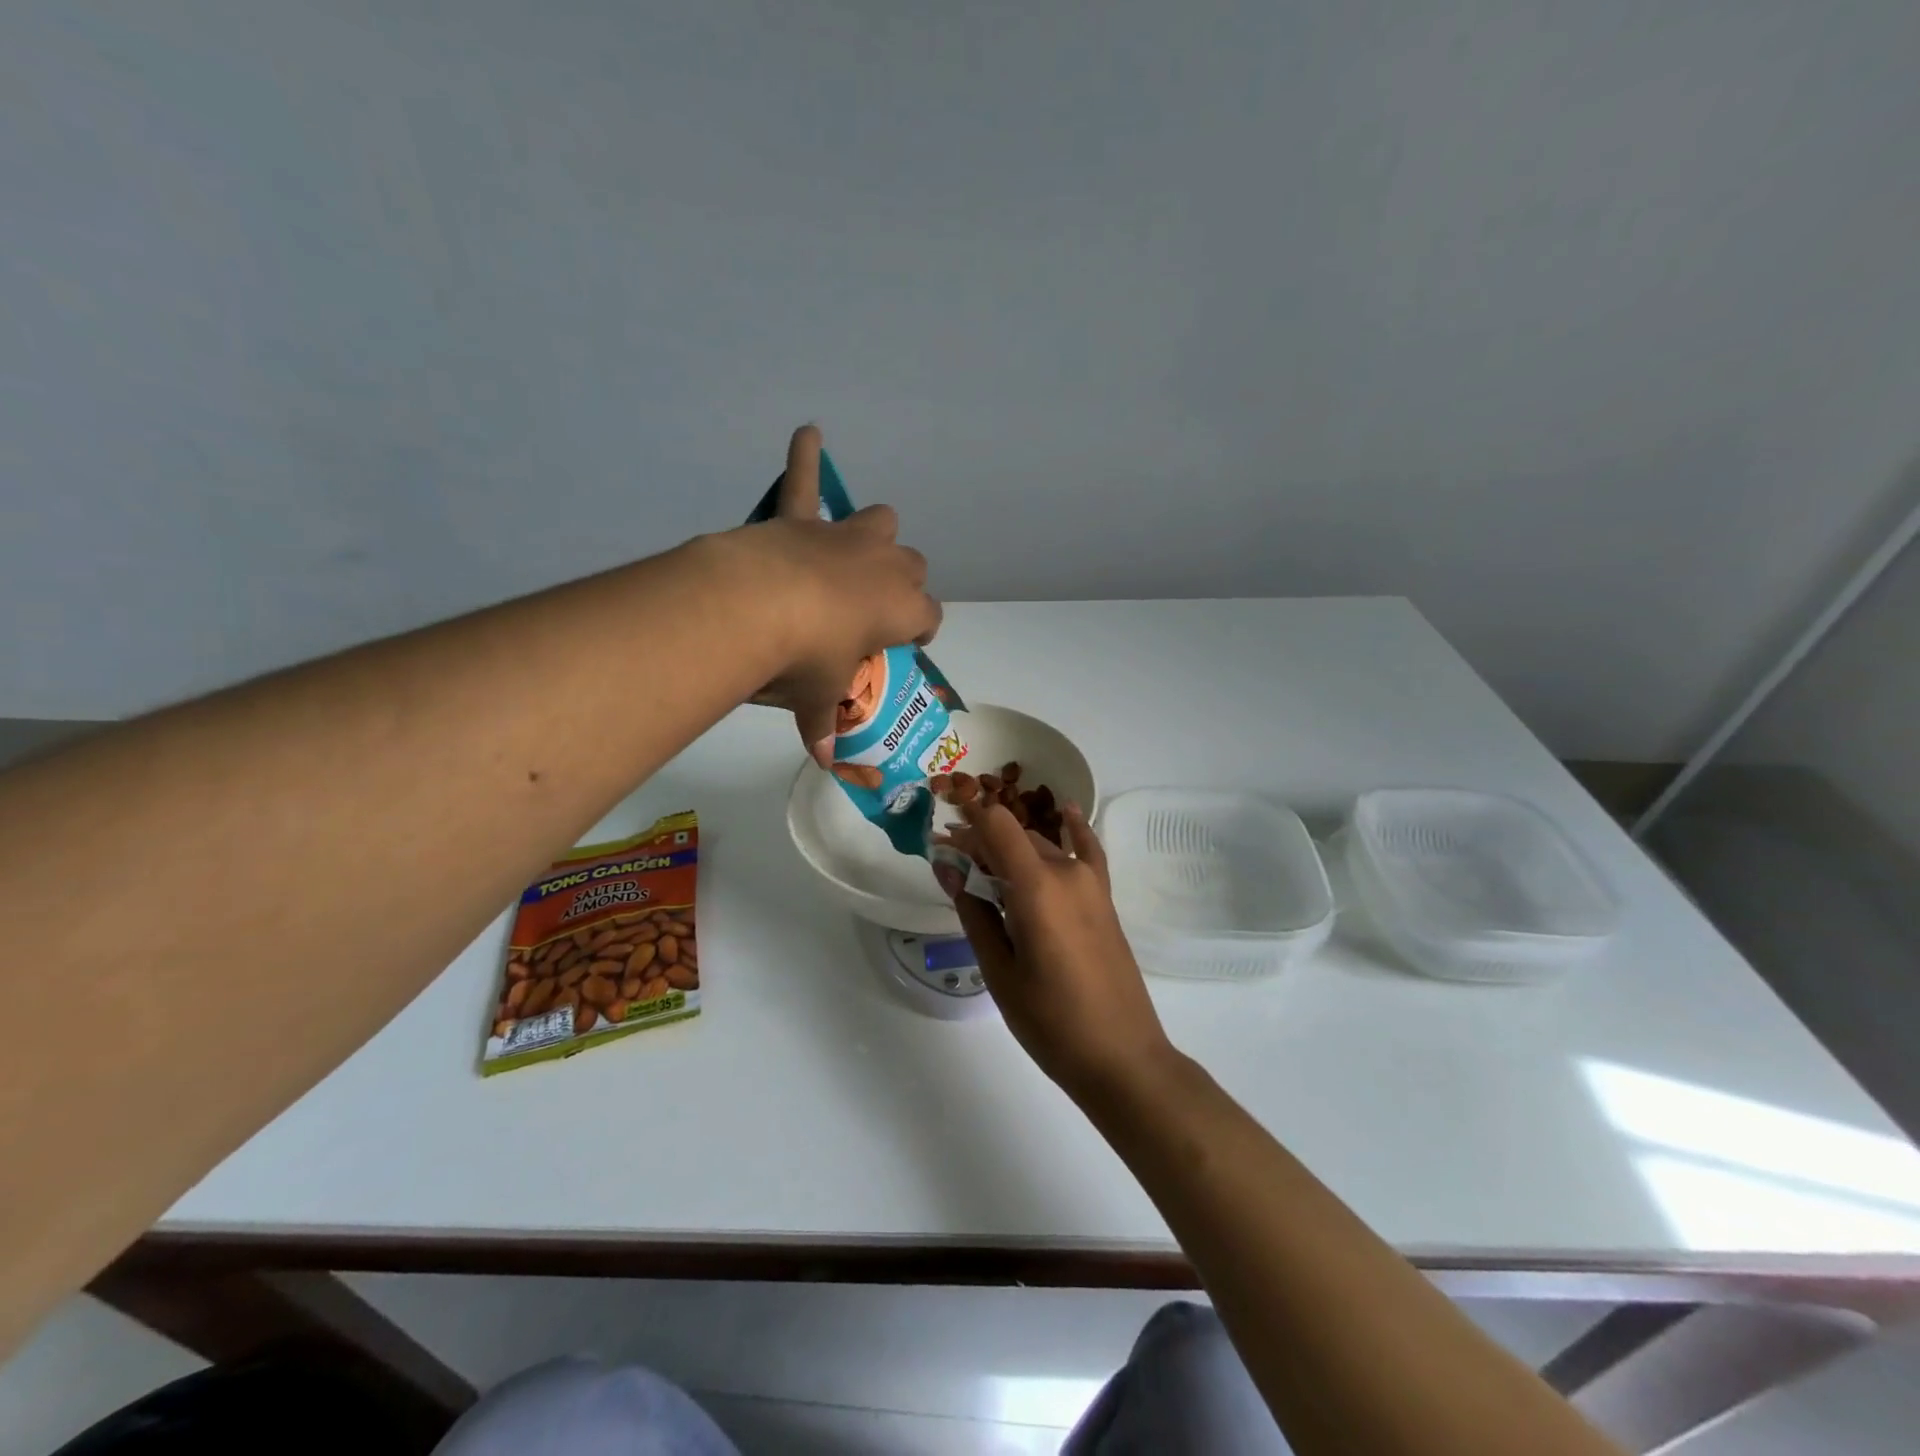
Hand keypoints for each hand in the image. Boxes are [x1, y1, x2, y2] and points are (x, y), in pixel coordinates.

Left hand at [736, 427, 942, 764]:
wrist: (757, 606)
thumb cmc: (805, 658)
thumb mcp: (817, 697)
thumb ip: (822, 724)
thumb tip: (825, 763)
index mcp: (902, 609)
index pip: (930, 618)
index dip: (920, 631)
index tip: (905, 643)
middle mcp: (886, 565)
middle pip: (914, 566)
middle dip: (902, 584)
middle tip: (871, 609)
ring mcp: (846, 536)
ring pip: (882, 521)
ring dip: (875, 536)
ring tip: (853, 554)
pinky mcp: (802, 518)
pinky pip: (806, 478)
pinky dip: (805, 456)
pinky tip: (807, 431)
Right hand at [941, 801, 1174, 1099]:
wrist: (1122, 1056)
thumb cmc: (1050, 1021)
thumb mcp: (999, 971)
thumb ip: (973, 912)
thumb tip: (946, 867)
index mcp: (1036, 887)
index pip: (995, 825)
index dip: (966, 818)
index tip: (939, 829)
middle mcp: (1066, 872)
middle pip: (1015, 836)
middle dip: (980, 841)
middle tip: (951, 866)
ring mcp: (1091, 883)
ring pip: (1042, 845)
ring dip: (1011, 847)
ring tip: (984, 867)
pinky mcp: (1104, 897)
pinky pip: (1087, 850)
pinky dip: (1073, 829)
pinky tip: (1064, 811)